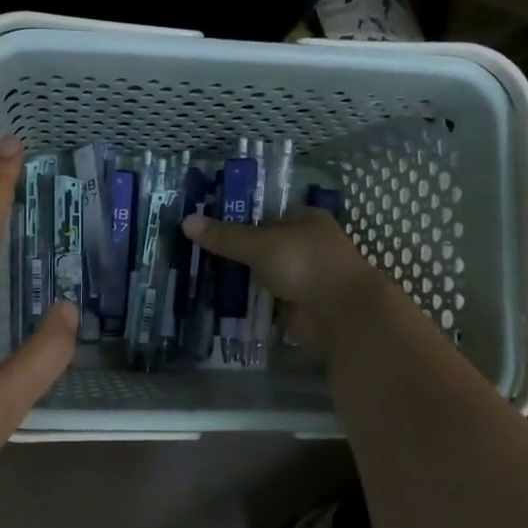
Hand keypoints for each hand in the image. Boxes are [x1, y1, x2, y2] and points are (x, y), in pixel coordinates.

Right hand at [181, 206, 389, 354]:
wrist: (340, 313)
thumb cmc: (306, 264)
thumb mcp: (261, 244)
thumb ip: (225, 236)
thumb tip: (187, 221)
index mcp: (304, 220)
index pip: (264, 213)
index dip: (236, 217)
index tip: (204, 224)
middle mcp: (302, 246)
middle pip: (259, 245)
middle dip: (230, 251)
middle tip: (191, 252)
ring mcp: (299, 277)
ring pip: (259, 274)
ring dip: (235, 278)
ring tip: (195, 275)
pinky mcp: (293, 306)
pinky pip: (261, 300)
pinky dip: (244, 302)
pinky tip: (214, 301)